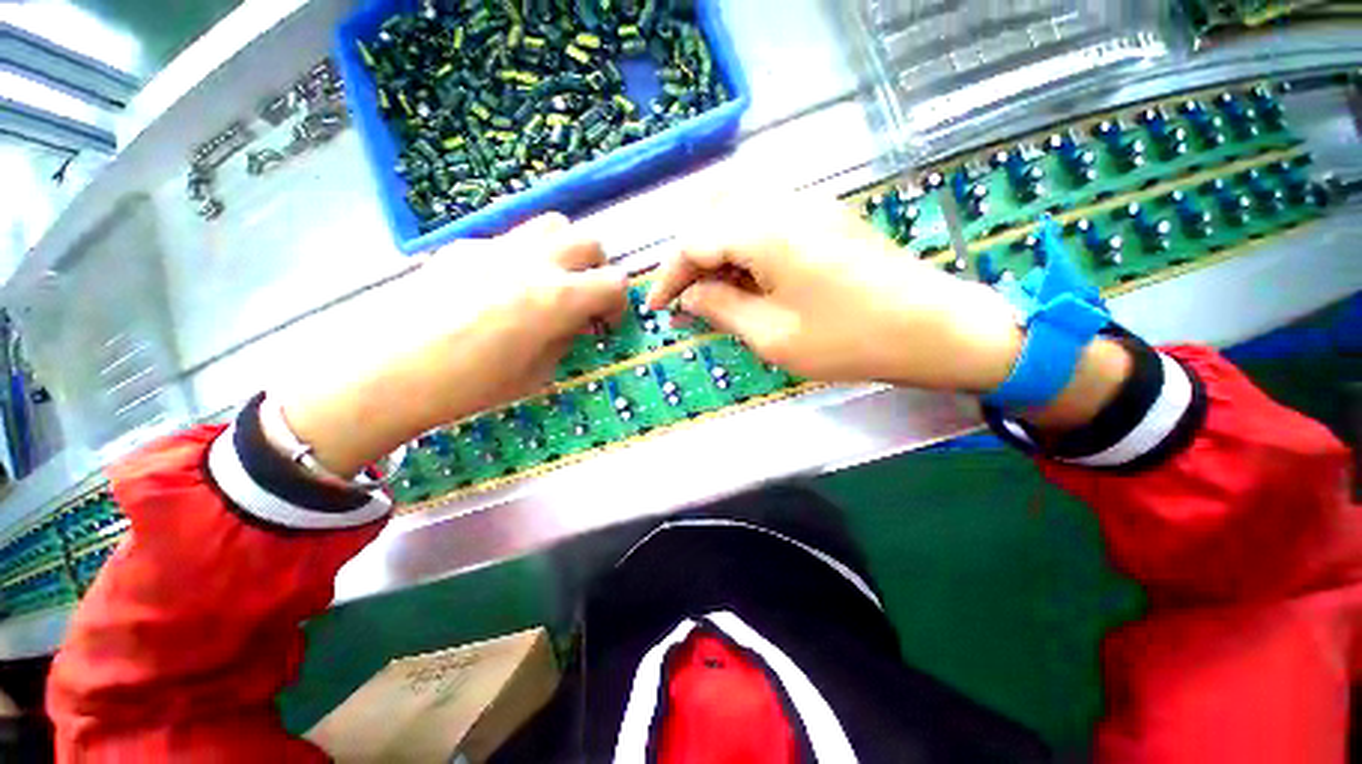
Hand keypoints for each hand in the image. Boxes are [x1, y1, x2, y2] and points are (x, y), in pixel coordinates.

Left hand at [279, 214, 626, 477]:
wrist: (388, 374)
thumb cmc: (471, 386)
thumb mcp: (538, 372)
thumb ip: (566, 336)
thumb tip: (577, 319)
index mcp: (557, 298)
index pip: (614, 282)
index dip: (618, 302)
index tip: (605, 321)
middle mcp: (534, 262)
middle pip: (589, 241)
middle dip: (597, 268)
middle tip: (583, 296)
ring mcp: (497, 247)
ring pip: (553, 224)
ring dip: (565, 249)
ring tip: (551, 278)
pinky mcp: (466, 246)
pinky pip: (511, 237)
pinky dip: (525, 254)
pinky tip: (503, 284)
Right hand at [647, 195, 1024, 391]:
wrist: (936, 329)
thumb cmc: (850, 340)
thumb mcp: (773, 336)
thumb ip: (722, 308)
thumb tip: (690, 295)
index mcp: (768, 231)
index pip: (696, 241)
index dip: (670, 274)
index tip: (657, 307)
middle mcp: (786, 203)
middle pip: (714, 215)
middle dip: (691, 257)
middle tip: (687, 297)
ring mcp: (811, 204)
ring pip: (740, 212)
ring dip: (718, 249)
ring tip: (714, 293)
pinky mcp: (826, 216)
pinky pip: (769, 220)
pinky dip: (745, 247)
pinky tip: (748, 279)